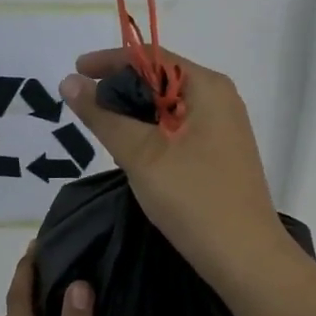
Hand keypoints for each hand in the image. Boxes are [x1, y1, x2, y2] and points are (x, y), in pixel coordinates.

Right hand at [60, 47, 293, 287]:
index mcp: (207, 87)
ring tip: (101, 129)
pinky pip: (178, 128)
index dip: (110, 61)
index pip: (151, 57)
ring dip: (134, 113)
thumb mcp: (141, 155)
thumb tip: (69, 81)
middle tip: (84, 107)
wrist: (246, 259)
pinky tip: (131, 152)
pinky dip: (151, 132)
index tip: (75, 71)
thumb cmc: (194, 199)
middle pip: (161, 78)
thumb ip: (103, 116)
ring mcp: (223, 127)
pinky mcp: (220, 153)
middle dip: (120, 88)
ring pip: (168, 106)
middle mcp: (219, 99)